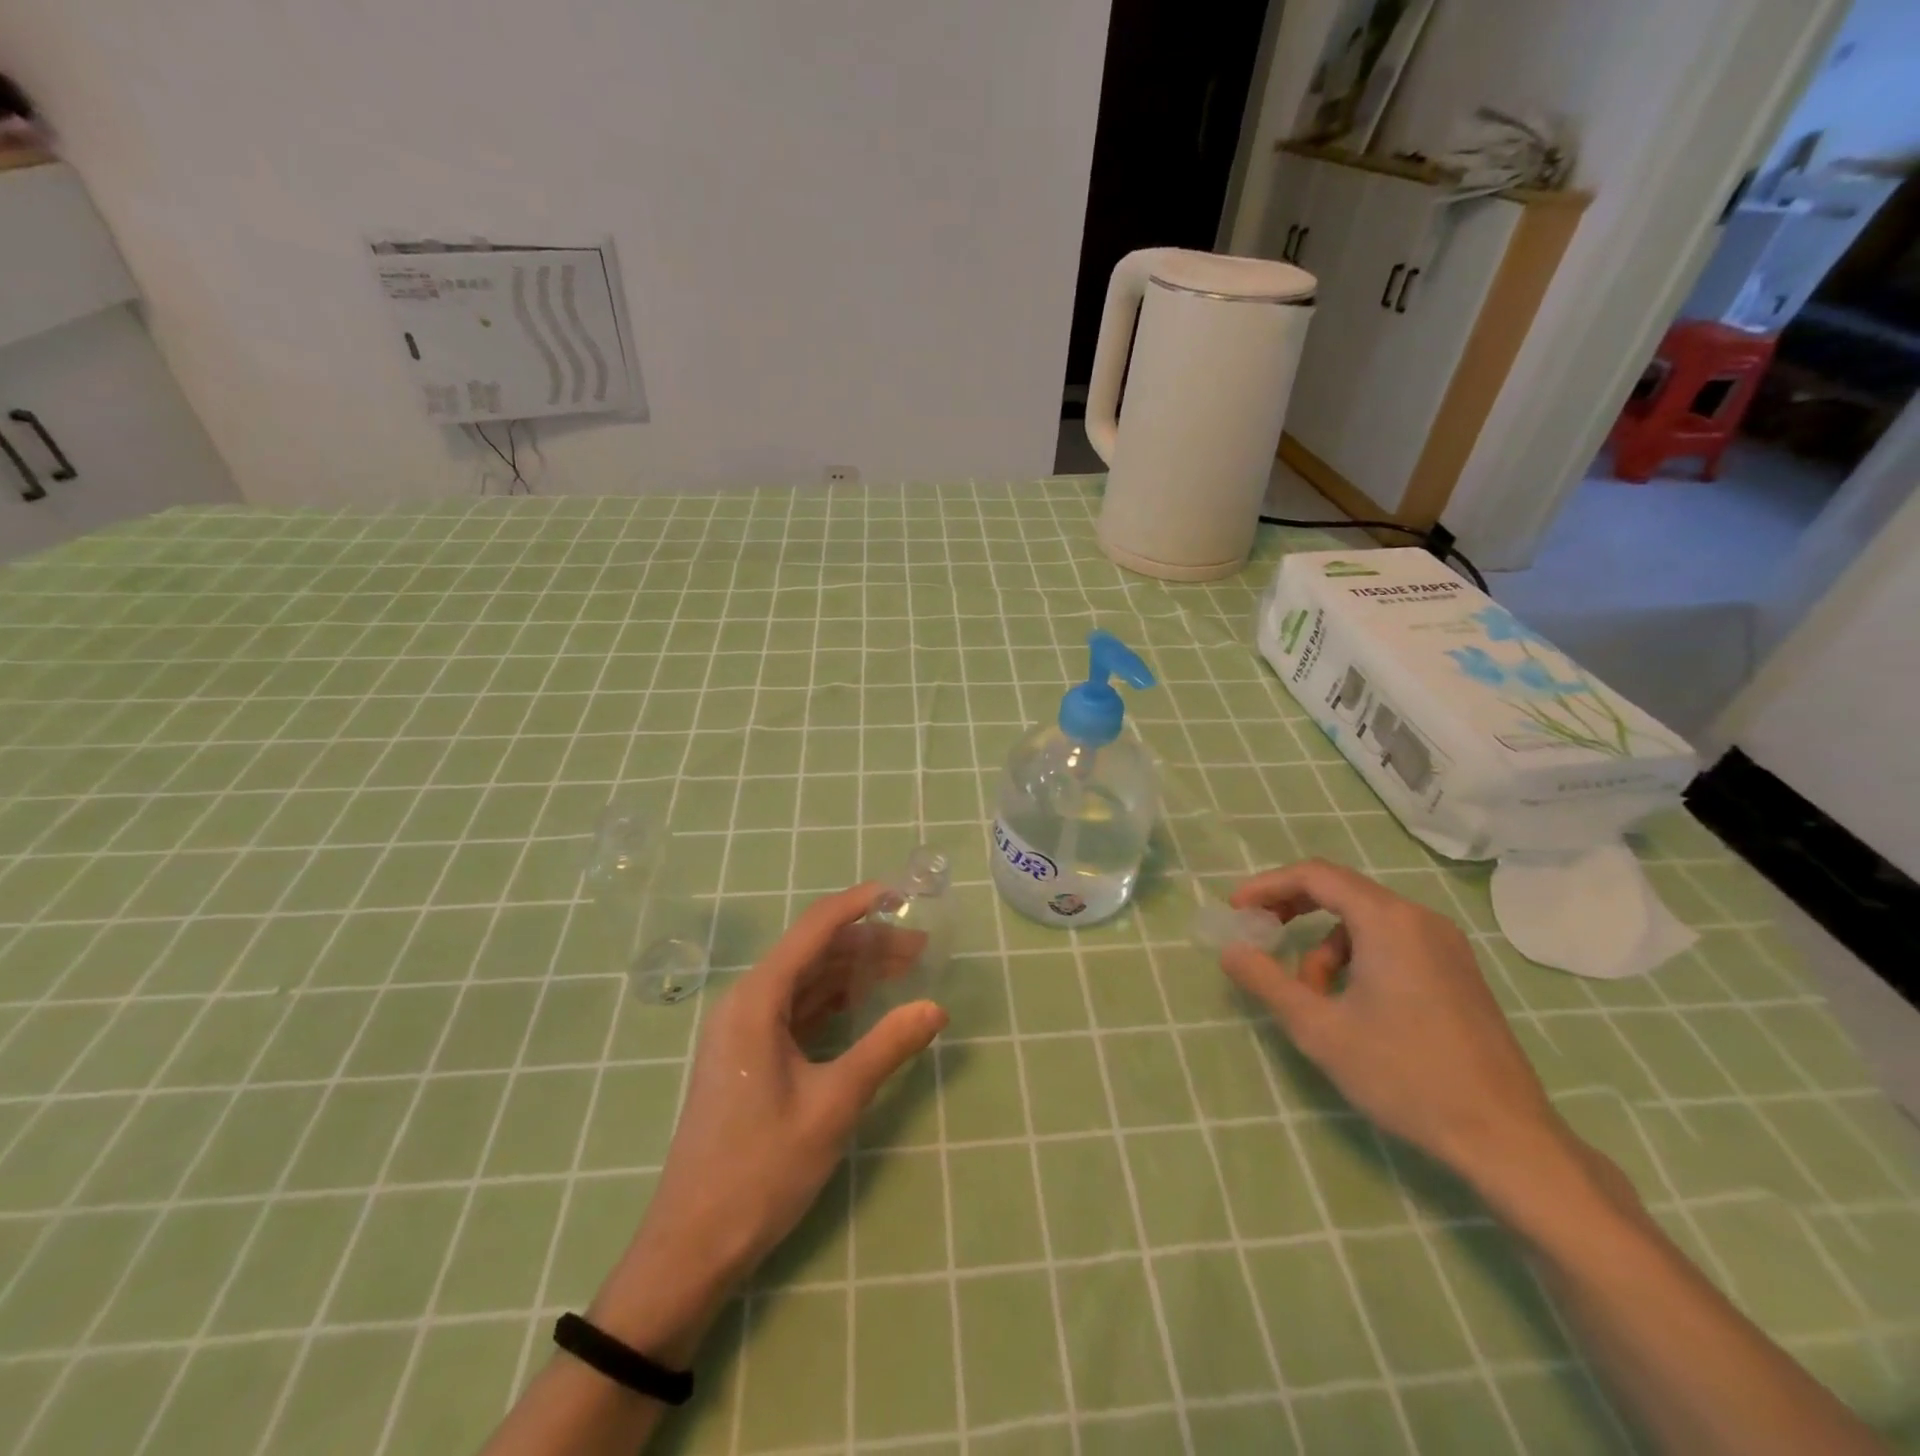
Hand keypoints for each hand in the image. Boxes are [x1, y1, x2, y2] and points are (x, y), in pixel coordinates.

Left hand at [590, 884, 946, 1362]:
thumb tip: (936, 1007)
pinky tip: (867, 1004)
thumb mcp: (833, 1105)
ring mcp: (745, 1030)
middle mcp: (746, 1003)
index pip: (814, 929)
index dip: (858, 905)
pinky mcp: (749, 1056)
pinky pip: (798, 1010)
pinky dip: (835, 1001)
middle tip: (923, 944)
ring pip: (807, 981)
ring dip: (854, 972)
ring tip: (907, 968)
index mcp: (757, 1000)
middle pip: (814, 953)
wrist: (692, 1246)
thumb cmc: (760, 1170)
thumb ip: (886, 1048)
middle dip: (868, 943)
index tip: (902, 893)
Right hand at [1220, 859, 1573, 1195]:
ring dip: (1324, 944)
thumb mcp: (1319, 1029)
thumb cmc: (1404, 1075)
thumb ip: (1266, 981)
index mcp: (1388, 921)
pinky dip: (1356, 956)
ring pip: (1365, 920)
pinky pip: (1392, 941)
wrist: (1505, 1138)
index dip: (1268, 886)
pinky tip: (1351, 1004)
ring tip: (1310, 994)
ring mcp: (1445, 945)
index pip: (1315, 875)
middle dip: (1293, 908)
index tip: (1236, 909)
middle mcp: (1420, 919)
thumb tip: (1230, 950)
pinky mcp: (1457, 971)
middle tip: (1259, 933)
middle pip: (1341, 890)